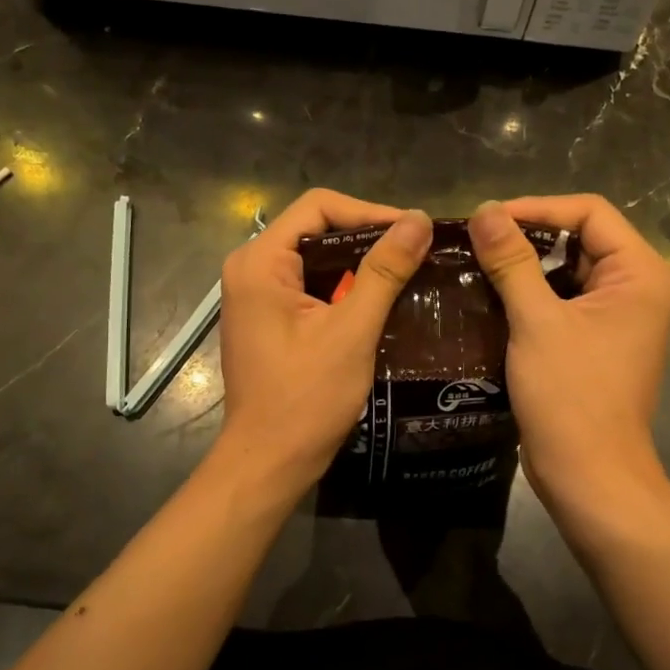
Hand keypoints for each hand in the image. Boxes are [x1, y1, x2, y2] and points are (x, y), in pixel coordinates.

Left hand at [218, 189, 432, 485]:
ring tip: (408, 271)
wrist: (269, 462)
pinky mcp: (268, 318)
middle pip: (316, 229)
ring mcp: (256, 294)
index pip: (318, 207)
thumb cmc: (306, 398)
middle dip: (368, 237)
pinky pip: (311, 285)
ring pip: (316, 258)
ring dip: (360, 263)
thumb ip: (384, 271)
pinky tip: (382, 299)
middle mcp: (250, 268)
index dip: (369, 212)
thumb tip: (418, 220)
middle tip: (417, 251)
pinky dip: (345, 287)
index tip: (414, 231)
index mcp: (259, 262)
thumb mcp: (351, 330)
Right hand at [467, 195, 669, 513]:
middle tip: (475, 239)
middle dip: (527, 235)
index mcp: (640, 274)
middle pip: (579, 237)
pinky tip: (489, 294)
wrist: (589, 476)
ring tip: (475, 261)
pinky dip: (528, 294)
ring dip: (523, 265)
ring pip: (566, 270)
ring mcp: (617, 317)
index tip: (487, 218)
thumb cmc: (571, 396)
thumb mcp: (537, 322)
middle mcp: (636, 287)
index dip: (538, 207)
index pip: (590, 212)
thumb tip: (484, 210)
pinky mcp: (595, 341)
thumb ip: (512, 261)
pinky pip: (562, 300)